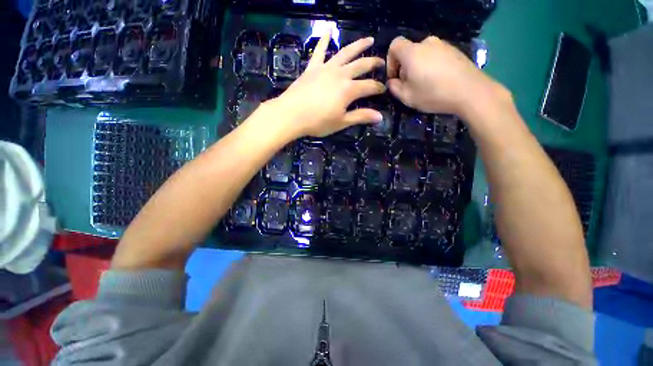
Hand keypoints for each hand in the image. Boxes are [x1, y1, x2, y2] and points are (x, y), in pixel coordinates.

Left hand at [268, 33, 385, 137]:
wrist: (291, 115)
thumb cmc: (318, 122)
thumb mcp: (341, 122)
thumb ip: (361, 117)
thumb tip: (380, 117)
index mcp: (349, 89)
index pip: (369, 86)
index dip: (378, 88)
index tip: (384, 89)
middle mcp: (340, 74)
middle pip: (361, 65)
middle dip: (373, 63)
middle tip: (381, 62)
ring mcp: (326, 68)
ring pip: (345, 53)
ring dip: (358, 45)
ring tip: (368, 40)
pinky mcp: (312, 67)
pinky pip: (319, 50)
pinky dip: (324, 39)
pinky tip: (328, 30)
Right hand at [386, 36, 504, 117]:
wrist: (470, 91)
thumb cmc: (433, 94)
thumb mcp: (407, 97)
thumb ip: (394, 88)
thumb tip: (392, 81)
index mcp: (412, 52)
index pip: (394, 45)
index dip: (390, 61)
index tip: (394, 77)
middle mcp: (427, 43)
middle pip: (409, 51)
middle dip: (404, 67)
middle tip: (409, 85)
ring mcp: (443, 45)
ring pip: (422, 54)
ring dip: (418, 67)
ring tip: (424, 84)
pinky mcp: (454, 50)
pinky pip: (435, 55)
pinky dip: (431, 66)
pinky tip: (437, 80)